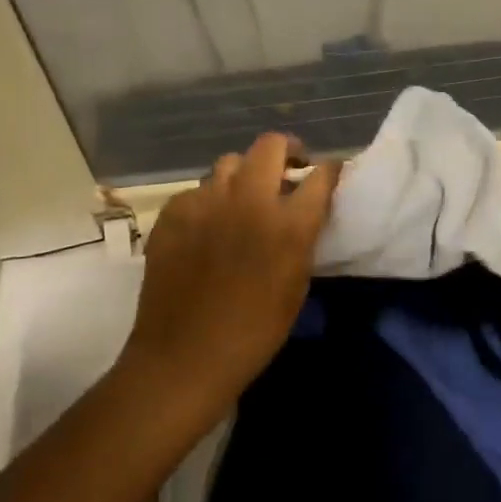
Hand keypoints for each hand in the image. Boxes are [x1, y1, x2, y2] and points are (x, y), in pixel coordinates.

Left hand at [120, 133, 340, 410]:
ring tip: (244, 199)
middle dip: (286, 151)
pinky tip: (207, 227)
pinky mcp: (172, 213)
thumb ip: (301, 239)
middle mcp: (248, 200)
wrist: (185, 356)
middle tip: (288, 170)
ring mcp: (205, 202)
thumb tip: (301, 215)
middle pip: (271, 145)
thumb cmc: (255, 331)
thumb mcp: (296, 284)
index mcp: (288, 224)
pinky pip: (197, 191)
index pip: (320, 175)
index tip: (327, 173)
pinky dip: (209, 202)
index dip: (328, 170)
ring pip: (229, 163)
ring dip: (244, 175)